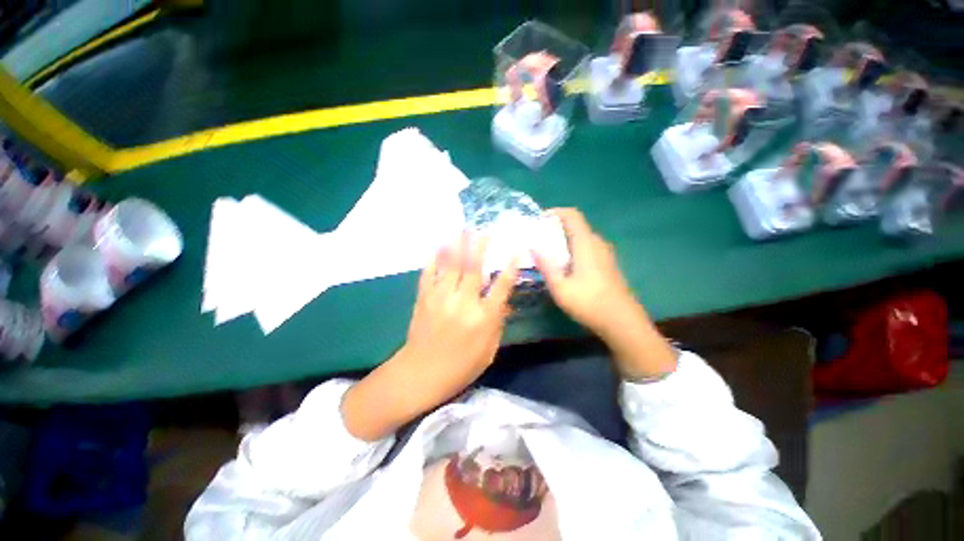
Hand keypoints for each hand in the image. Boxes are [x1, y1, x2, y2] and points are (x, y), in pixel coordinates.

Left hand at [342, 234, 517, 440]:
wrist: (420, 374)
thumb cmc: (460, 367)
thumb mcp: (488, 351)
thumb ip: (497, 324)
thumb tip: (504, 301)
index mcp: (483, 319)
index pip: (501, 287)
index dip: (509, 267)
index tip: (515, 250)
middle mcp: (463, 303)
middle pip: (474, 269)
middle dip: (480, 246)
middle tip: (485, 230)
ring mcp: (441, 298)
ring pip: (451, 265)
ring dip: (458, 245)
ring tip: (464, 229)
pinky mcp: (424, 298)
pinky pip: (429, 273)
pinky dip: (434, 258)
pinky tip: (439, 245)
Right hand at [534, 208, 676, 379]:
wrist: (622, 321)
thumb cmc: (588, 303)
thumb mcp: (560, 287)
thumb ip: (545, 265)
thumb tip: (533, 247)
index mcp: (586, 244)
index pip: (572, 215)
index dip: (556, 212)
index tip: (540, 220)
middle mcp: (597, 243)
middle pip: (576, 225)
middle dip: (557, 227)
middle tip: (539, 238)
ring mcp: (605, 254)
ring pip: (582, 237)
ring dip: (565, 239)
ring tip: (549, 252)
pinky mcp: (608, 264)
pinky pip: (588, 247)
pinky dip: (574, 249)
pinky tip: (565, 266)